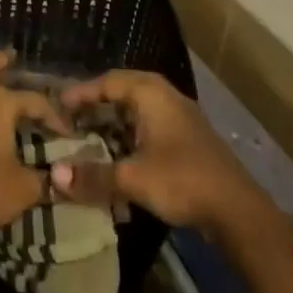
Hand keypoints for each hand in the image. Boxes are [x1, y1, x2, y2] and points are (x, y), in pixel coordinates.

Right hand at [54, 70, 271, 239]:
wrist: (238, 210)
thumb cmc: (183, 180)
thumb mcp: (133, 179)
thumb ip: (94, 176)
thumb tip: (54, 177)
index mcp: (152, 94)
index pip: (108, 81)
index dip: (82, 92)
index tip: (58, 104)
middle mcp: (166, 97)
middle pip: (123, 92)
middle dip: (96, 105)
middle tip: (70, 119)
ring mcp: (180, 118)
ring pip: (138, 111)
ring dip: (113, 122)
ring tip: (88, 136)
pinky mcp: (187, 140)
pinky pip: (149, 127)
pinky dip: (129, 135)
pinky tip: (119, 155)